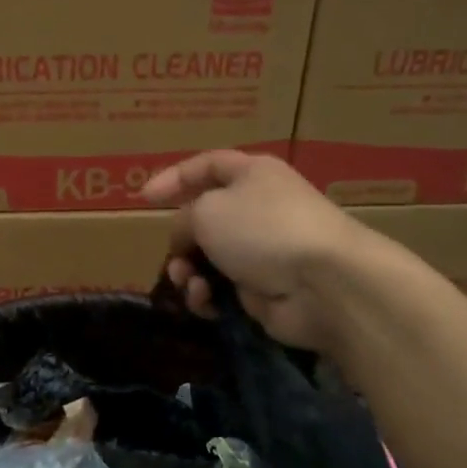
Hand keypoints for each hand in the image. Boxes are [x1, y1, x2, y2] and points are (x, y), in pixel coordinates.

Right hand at [142, 151, 365, 352]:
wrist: (322, 284)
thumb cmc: (262, 230)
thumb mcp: (207, 210)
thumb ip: (183, 218)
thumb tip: (185, 238)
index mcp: (252, 175)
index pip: (207, 165)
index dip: (175, 177)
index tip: (144, 198)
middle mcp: (258, 209)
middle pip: (204, 219)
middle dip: (181, 240)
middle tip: (174, 256)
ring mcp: (262, 251)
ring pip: (208, 258)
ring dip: (188, 272)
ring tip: (189, 282)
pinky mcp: (263, 289)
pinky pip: (221, 290)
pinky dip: (207, 296)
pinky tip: (207, 301)